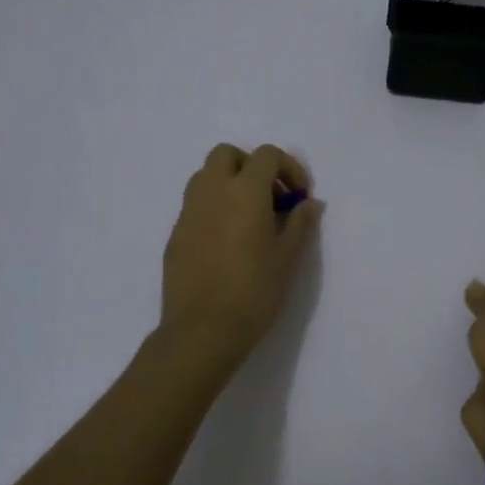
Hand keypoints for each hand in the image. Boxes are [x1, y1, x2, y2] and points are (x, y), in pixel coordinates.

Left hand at [161, 144, 322, 373]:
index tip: (300, 196)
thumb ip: (300, 222)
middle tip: (271, 197)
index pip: (267, 155)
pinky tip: (228, 241)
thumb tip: (309, 203)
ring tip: (249, 216)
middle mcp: (212, 191)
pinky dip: (214, 207)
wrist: (203, 330)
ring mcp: (188, 211)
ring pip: (206, 176)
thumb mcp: (288, 256)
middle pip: (228, 154)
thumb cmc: (254, 290)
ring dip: (230, 183)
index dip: (289, 168)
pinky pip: (196, 205)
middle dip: (252, 166)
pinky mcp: (175, 234)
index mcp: (244, 191)